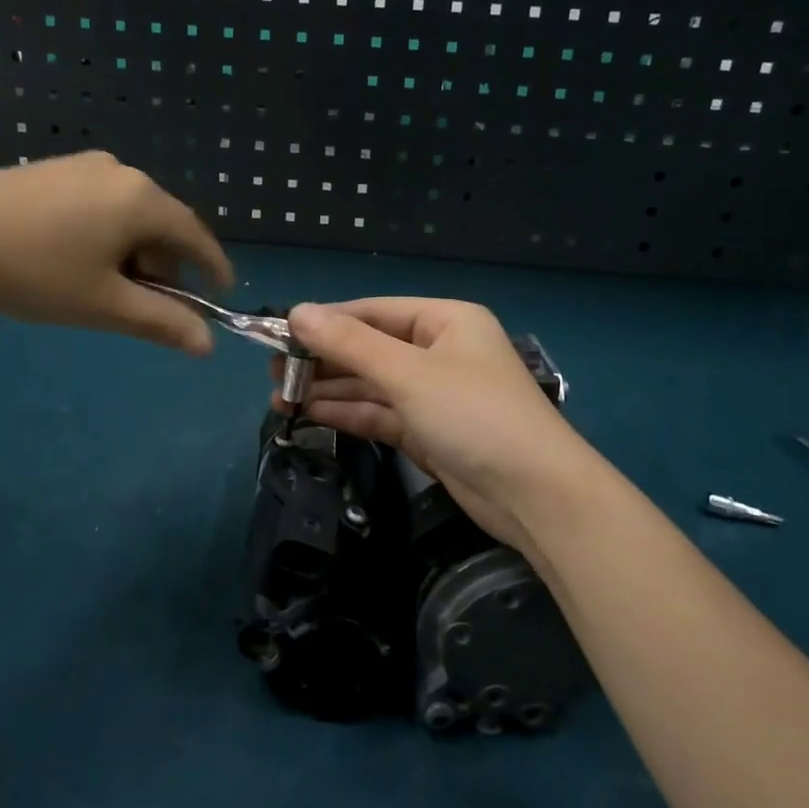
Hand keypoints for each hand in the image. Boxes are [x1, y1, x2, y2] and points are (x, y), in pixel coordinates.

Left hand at [0, 152, 233, 351]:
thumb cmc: (34, 272)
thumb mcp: (104, 304)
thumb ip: (162, 322)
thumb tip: (207, 344)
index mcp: (142, 199)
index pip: (196, 235)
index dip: (213, 268)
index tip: (222, 295)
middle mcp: (120, 172)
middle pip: (163, 224)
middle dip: (165, 266)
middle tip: (147, 305)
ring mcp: (82, 166)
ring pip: (129, 214)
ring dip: (133, 253)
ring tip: (104, 288)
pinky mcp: (52, 170)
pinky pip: (100, 204)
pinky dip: (106, 235)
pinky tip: (74, 260)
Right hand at [272, 298, 597, 557]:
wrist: (535, 495)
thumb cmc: (473, 415)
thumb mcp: (407, 373)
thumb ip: (350, 343)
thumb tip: (296, 312)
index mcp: (444, 321)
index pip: (373, 312)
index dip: (325, 321)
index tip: (279, 333)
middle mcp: (438, 351)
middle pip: (370, 348)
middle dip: (323, 359)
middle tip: (273, 372)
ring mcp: (434, 393)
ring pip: (371, 384)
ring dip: (329, 389)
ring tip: (280, 397)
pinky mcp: (428, 431)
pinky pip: (380, 413)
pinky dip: (348, 413)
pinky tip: (309, 414)